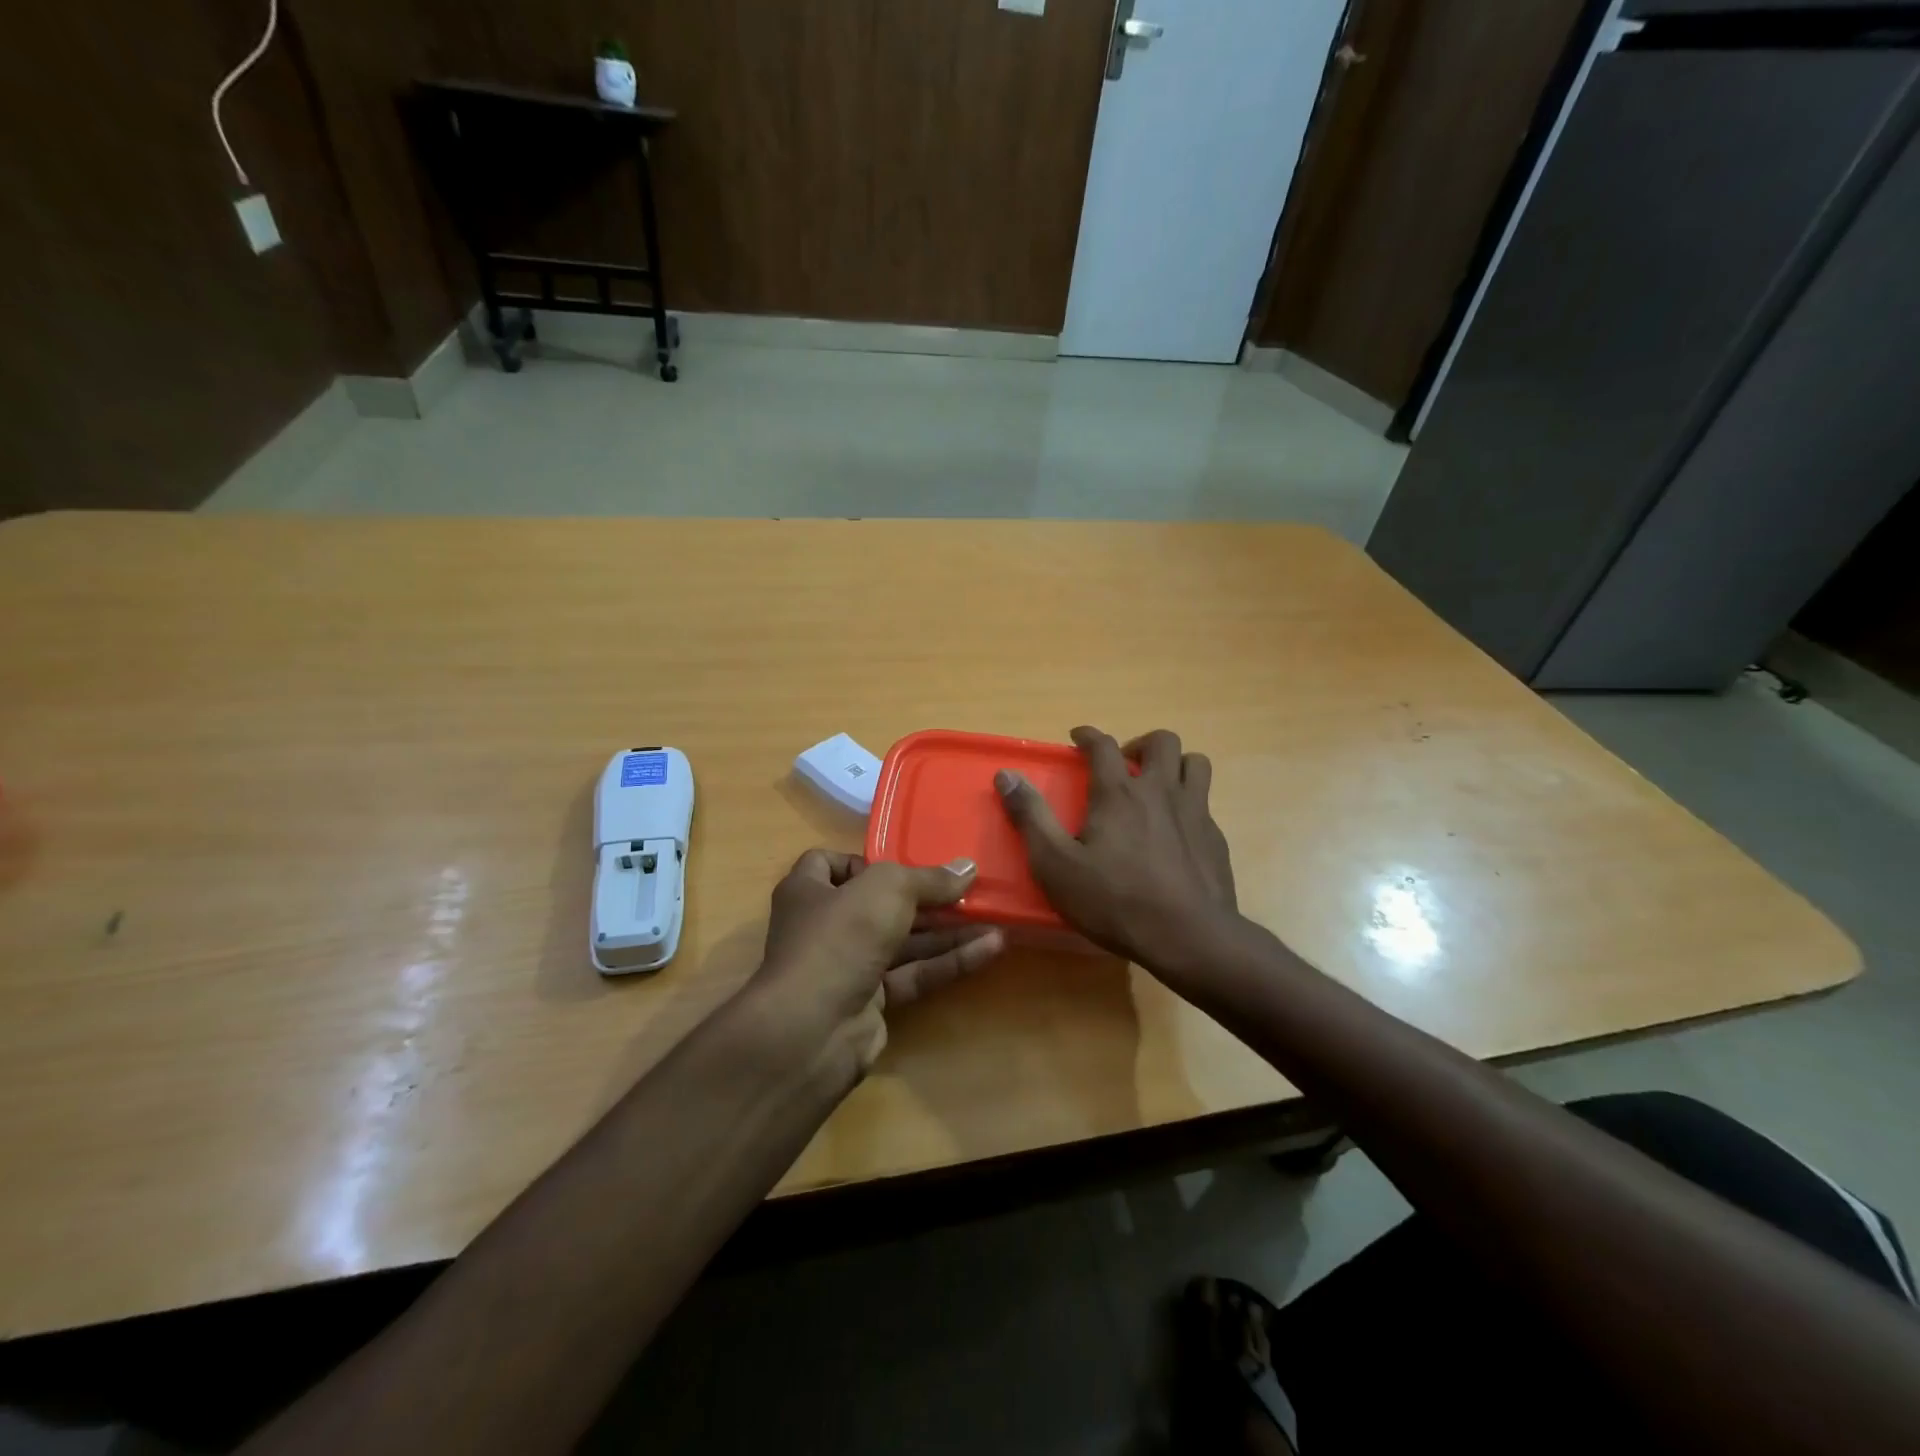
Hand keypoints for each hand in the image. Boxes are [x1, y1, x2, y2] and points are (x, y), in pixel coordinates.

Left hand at [750, 850, 1004, 1071]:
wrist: (812, 1028)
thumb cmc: (840, 936)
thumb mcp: (888, 889)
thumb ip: (929, 879)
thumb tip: (968, 867)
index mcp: (809, 890)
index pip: (831, 864)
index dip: (866, 862)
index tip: (904, 863)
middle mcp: (824, 925)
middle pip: (880, 904)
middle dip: (926, 899)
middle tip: (970, 890)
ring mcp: (847, 966)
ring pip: (903, 941)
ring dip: (947, 930)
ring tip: (994, 918)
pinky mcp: (870, 1001)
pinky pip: (913, 973)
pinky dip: (947, 961)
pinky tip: (989, 948)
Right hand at [996, 726, 1236, 976]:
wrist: (1188, 937)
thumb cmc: (1114, 900)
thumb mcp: (1056, 864)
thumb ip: (1031, 816)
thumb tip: (1006, 775)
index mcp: (1118, 793)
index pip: (1103, 745)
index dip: (1088, 736)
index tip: (1078, 737)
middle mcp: (1160, 791)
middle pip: (1162, 742)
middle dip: (1140, 743)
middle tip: (1124, 765)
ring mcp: (1195, 812)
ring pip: (1195, 763)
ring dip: (1175, 765)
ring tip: (1158, 786)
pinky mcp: (1215, 838)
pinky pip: (1206, 803)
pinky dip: (1190, 803)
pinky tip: (1177, 830)